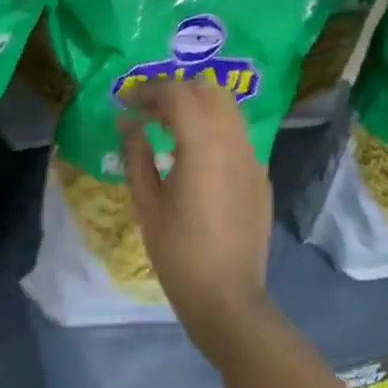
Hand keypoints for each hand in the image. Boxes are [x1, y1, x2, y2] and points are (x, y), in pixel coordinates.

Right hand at [118, 78, 272, 336]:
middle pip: (208, 89)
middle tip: (148, 111)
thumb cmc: (178, 251)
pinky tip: (195, 156)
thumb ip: (136, 153)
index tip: (126, 103)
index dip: (148, 90)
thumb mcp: (146, 201)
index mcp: (203, 143)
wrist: (227, 297)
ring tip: (168, 128)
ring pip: (227, 108)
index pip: (177, 93)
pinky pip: (237, 135)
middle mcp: (233, 141)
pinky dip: (214, 128)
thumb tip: (128, 123)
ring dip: (197, 106)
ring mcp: (252, 158)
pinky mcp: (260, 176)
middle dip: (175, 91)